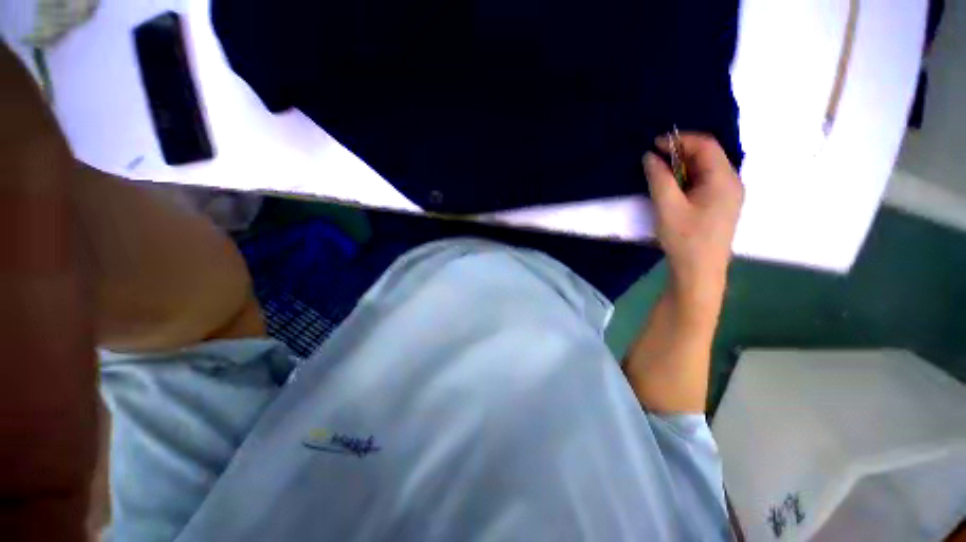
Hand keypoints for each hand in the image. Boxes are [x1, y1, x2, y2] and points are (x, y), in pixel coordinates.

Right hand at [643, 133, 743, 305]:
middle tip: (653, 160)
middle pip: (707, 156)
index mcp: (724, 179)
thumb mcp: (667, 207)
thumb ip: (659, 178)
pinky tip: (672, 189)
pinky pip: (704, 183)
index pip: (705, 145)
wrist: (699, 272)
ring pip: (705, 170)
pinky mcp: (720, 206)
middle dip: (680, 153)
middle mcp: (731, 182)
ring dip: (682, 167)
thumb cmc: (685, 239)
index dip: (679, 140)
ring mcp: (728, 195)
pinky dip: (686, 180)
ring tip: (659, 174)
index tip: (653, 145)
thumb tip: (649, 156)